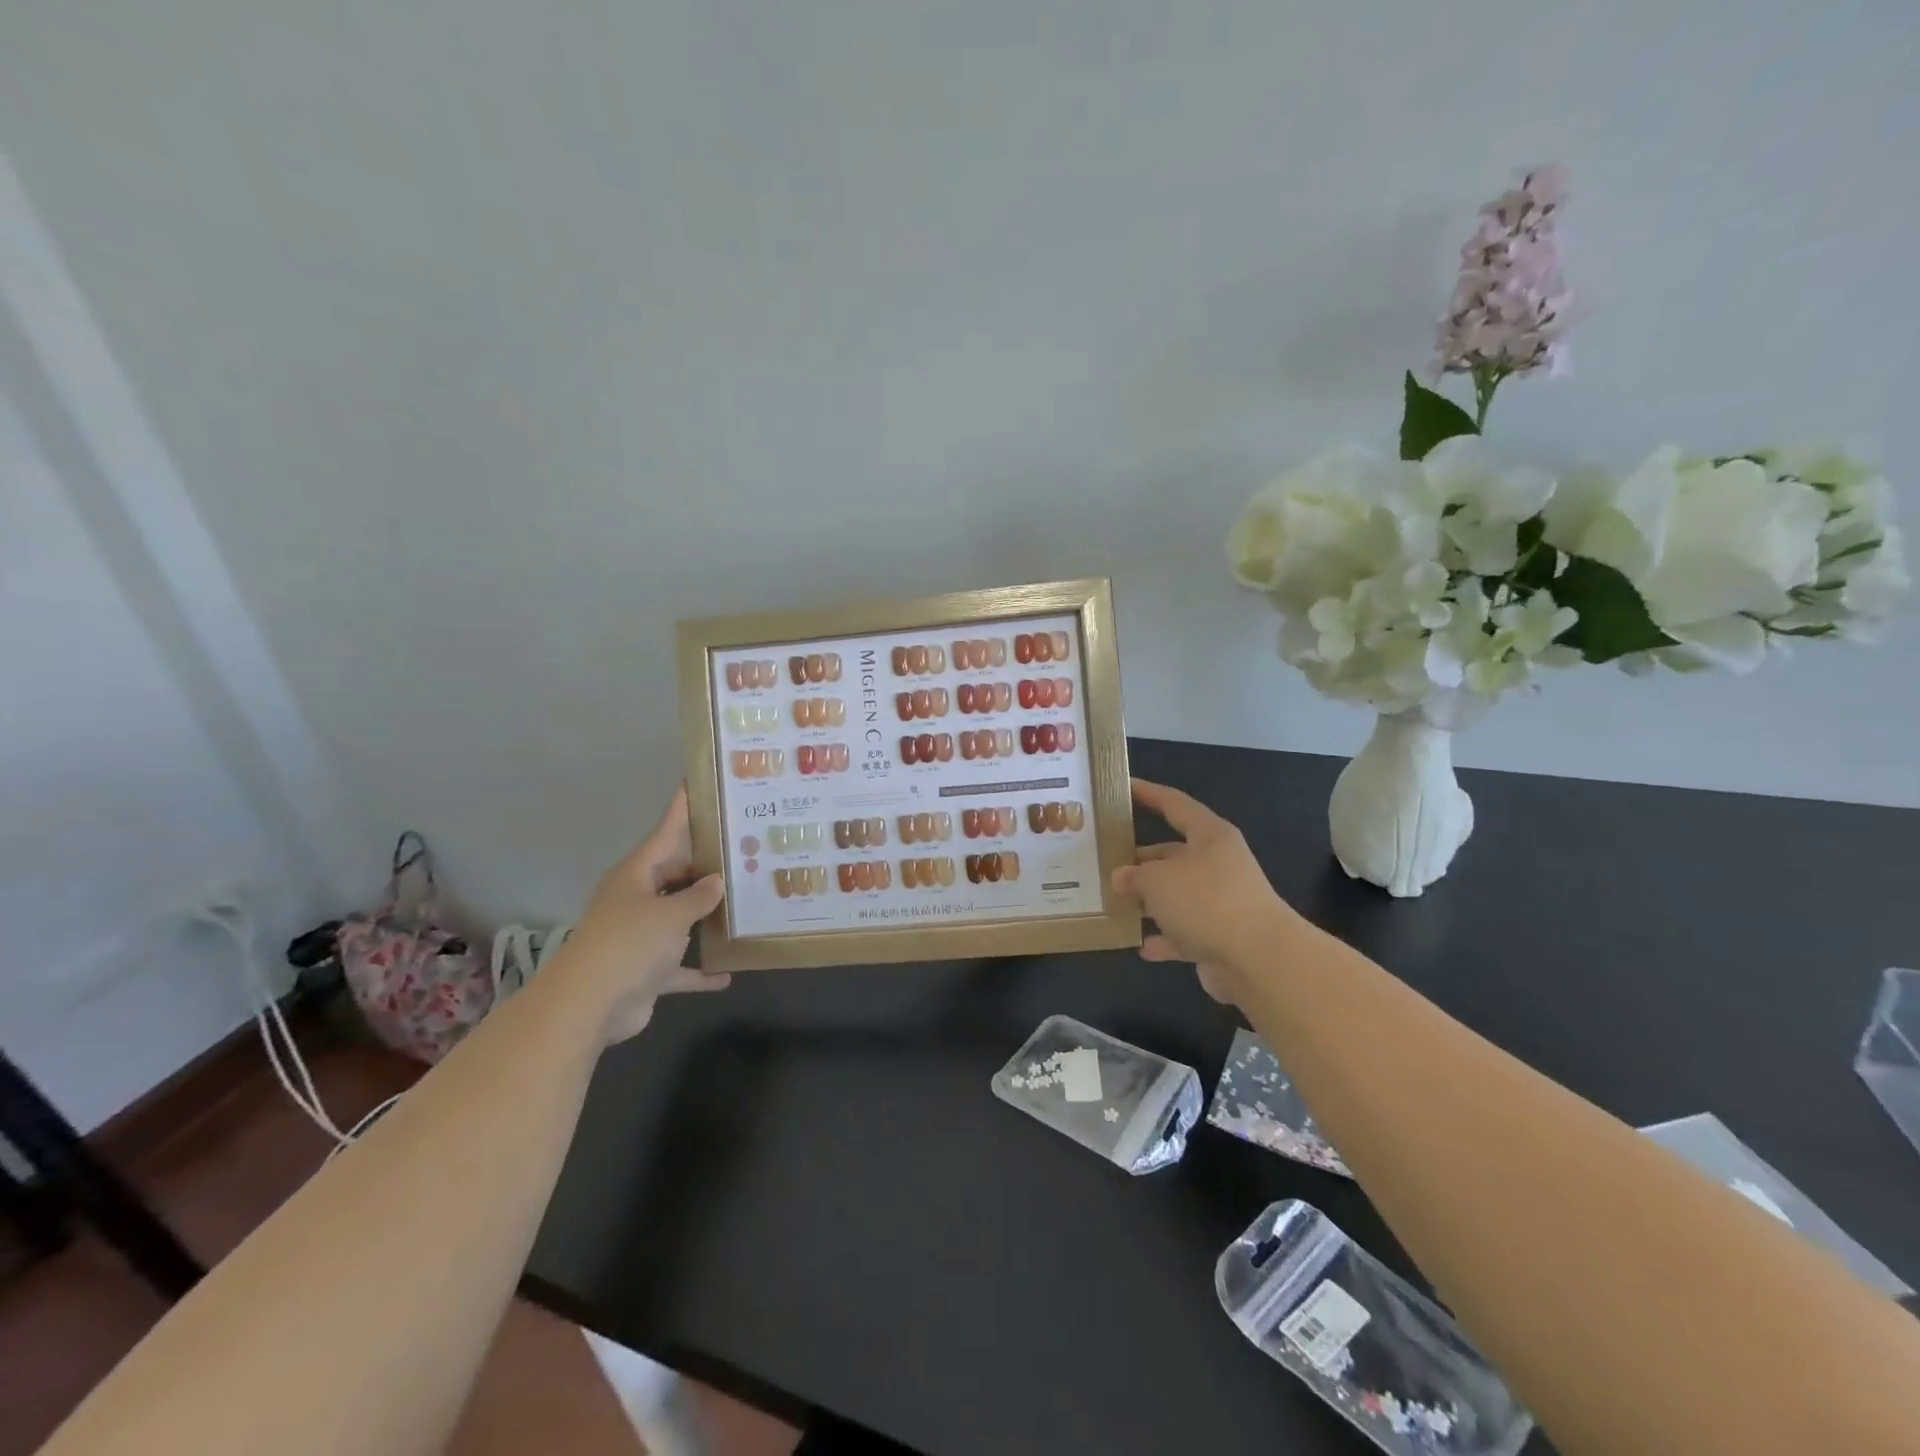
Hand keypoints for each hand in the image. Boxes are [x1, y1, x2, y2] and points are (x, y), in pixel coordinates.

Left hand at [557, 786, 728, 1042]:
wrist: (590, 1005)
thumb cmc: (630, 943)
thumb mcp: (671, 913)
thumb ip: (698, 896)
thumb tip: (717, 881)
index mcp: (637, 875)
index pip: (665, 833)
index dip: (681, 811)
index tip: (696, 784)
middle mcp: (638, 900)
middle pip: (676, 876)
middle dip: (706, 870)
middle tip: (745, 855)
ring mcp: (641, 936)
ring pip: (680, 919)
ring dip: (706, 919)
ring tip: (746, 905)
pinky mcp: (646, 970)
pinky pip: (680, 967)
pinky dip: (700, 971)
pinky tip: (728, 973)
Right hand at [1111, 778, 1299, 1004]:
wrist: (1259, 960)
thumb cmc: (1206, 901)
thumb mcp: (1157, 880)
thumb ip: (1133, 876)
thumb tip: (1121, 878)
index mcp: (1210, 837)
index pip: (1174, 804)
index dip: (1148, 793)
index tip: (1123, 787)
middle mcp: (1218, 865)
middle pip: (1173, 854)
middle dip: (1141, 859)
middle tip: (1105, 860)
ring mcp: (1221, 903)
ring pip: (1177, 895)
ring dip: (1149, 901)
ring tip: (1113, 901)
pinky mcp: (1220, 938)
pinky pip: (1184, 933)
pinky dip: (1164, 938)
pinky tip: (1140, 944)